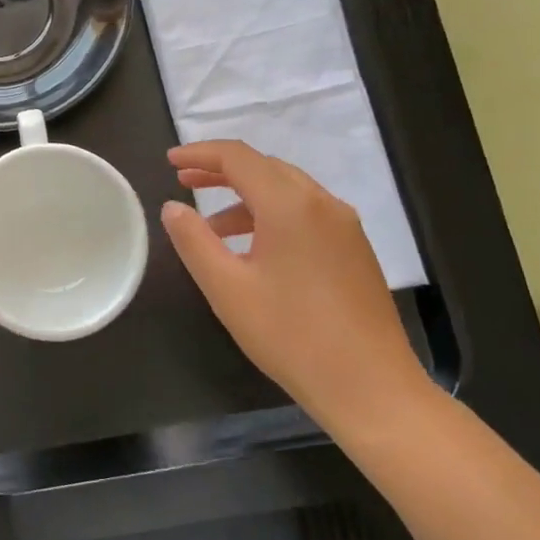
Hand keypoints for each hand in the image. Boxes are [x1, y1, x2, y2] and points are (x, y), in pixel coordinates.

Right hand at [159, 140, 427, 431]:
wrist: (370, 387)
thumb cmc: (290, 335)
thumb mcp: (227, 288)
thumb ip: (194, 241)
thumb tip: (172, 207)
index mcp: (290, 205)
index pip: (238, 157)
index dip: (200, 153)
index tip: (169, 161)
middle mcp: (322, 203)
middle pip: (264, 167)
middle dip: (221, 170)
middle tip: (183, 182)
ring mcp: (344, 225)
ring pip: (287, 190)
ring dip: (245, 196)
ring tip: (210, 226)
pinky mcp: (354, 248)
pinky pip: (305, 213)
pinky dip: (271, 214)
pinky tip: (253, 248)